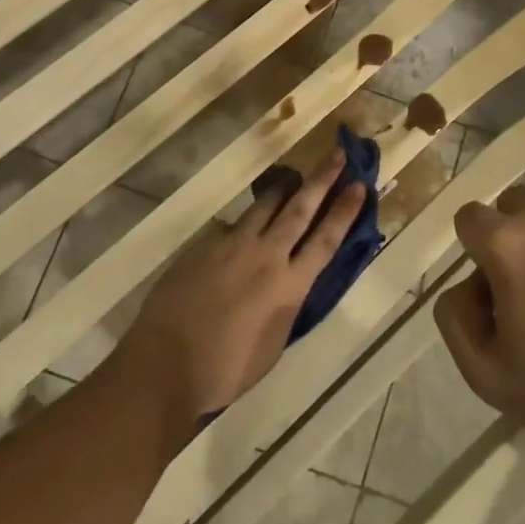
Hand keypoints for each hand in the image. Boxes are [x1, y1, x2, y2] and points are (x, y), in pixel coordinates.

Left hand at [119, 149, 365, 422]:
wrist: (165, 363)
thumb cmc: (225, 370)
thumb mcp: (272, 345)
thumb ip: (285, 306)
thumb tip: (288, 285)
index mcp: (289, 286)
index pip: (326, 240)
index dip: (344, 211)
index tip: (358, 185)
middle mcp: (266, 255)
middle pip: (300, 209)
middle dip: (322, 180)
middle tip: (338, 154)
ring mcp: (233, 245)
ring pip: (264, 206)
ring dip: (284, 189)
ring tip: (294, 176)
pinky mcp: (205, 244)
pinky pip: (231, 225)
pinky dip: (244, 223)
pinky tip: (242, 230)